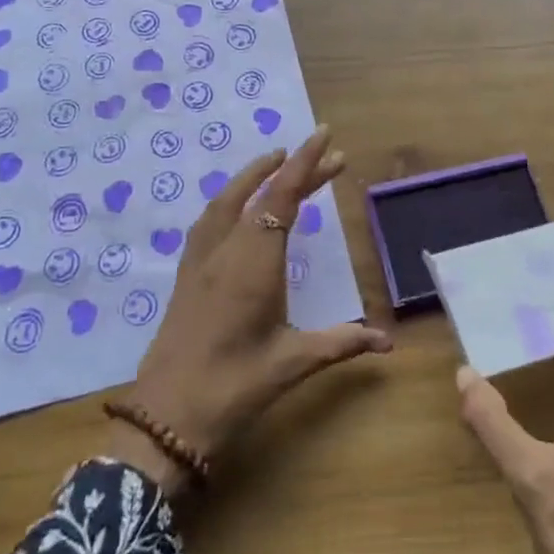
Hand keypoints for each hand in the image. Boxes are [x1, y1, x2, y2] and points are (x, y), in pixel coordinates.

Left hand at [106, 126, 390, 495]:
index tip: (324, 135)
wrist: (165, 418)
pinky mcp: (187, 274)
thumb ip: (341, 343)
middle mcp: (227, 248)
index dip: (305, 163)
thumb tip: (387, 343)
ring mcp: (201, 259)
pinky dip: (231, 198)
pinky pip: (211, 219)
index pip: (283, 196)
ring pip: (229, 200)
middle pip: (263, 194)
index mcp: (255, 261)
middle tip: (330, 156)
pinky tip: (239, 206)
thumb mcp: (293, 363)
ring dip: (256, 176)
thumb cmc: (234, 387)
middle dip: (295, 169)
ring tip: (279, 162)